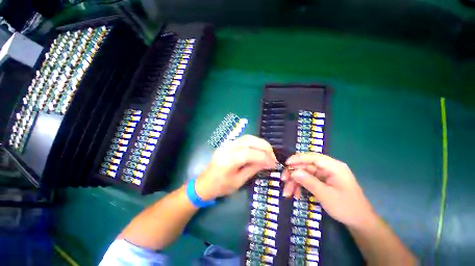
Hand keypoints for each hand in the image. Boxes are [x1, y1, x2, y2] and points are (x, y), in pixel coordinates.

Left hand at [195, 135, 276, 200]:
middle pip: (250, 140)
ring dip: (260, 143)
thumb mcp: (239, 181)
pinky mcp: (227, 144)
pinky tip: (258, 149)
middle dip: (264, 147)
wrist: (205, 183)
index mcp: (229, 160)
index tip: (274, 163)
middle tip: (273, 156)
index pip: (250, 153)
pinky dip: (254, 143)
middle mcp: (228, 148)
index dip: (264, 157)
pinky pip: (243, 139)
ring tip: (268, 152)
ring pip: (247, 137)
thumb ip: (253, 169)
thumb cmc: (221, 186)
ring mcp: (227, 144)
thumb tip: (268, 162)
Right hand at [283, 153, 375, 228]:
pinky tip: (296, 194)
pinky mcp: (323, 181)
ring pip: (305, 173)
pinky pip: (308, 180)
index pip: (313, 157)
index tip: (286, 164)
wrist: (360, 222)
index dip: (298, 159)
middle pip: (306, 166)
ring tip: (287, 193)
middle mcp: (329, 168)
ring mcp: (325, 175)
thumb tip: (293, 172)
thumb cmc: (346, 208)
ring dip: (295, 182)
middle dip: (294, 173)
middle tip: (284, 181)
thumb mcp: (326, 195)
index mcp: (334, 167)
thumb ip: (309, 182)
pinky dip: (301, 186)